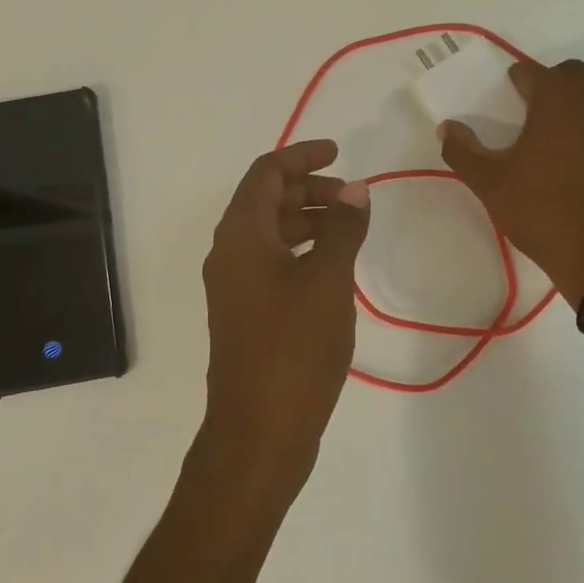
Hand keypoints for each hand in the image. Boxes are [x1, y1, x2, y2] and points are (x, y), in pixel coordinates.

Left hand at [201, 139, 371, 497]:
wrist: (259, 430)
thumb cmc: (294, 348)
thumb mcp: (328, 281)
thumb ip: (342, 229)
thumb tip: (354, 190)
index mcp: (241, 236)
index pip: (266, 174)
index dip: (301, 156)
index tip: (338, 152)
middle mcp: (229, 254)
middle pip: (265, 201)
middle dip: (308, 189)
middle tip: (351, 196)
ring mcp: (235, 286)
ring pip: (269, 233)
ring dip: (307, 220)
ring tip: (349, 228)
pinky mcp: (245, 314)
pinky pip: (271, 262)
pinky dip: (301, 251)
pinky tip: (333, 267)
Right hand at [440, 60, 583, 302]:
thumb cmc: (543, 210)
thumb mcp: (491, 183)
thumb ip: (463, 150)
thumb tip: (447, 128)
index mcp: (559, 95)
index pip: (530, 72)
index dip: (513, 85)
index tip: (503, 104)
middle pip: (570, 76)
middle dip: (549, 88)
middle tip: (529, 119)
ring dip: (577, 107)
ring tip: (556, 141)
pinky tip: (583, 164)